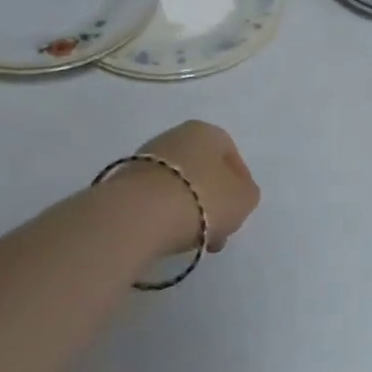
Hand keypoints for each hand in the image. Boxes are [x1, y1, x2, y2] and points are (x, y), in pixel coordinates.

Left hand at [127, 121, 260, 253]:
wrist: (140, 212)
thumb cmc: (202, 197)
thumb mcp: (244, 198)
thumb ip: (246, 193)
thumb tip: (236, 194)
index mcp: (205, 131)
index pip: (231, 155)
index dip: (239, 185)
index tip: (239, 212)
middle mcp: (174, 135)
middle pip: (203, 170)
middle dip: (213, 201)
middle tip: (218, 230)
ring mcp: (145, 157)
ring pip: (179, 185)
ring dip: (189, 209)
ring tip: (193, 240)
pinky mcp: (124, 181)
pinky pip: (155, 198)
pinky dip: (164, 214)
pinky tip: (168, 236)